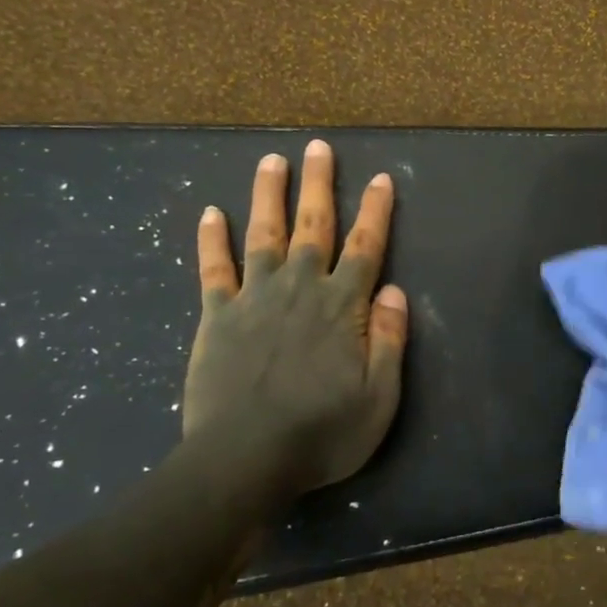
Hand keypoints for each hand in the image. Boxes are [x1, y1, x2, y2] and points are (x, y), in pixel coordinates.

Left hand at [183, 139, 408, 490]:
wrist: (244, 459)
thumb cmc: (322, 433)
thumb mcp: (379, 397)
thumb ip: (390, 340)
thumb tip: (395, 292)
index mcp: (342, 306)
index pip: (364, 247)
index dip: (375, 212)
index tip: (380, 179)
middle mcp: (300, 289)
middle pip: (313, 226)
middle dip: (319, 185)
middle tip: (318, 147)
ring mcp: (255, 298)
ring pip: (264, 234)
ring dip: (269, 195)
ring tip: (272, 160)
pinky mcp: (216, 316)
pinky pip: (214, 269)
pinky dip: (212, 240)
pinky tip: (210, 212)